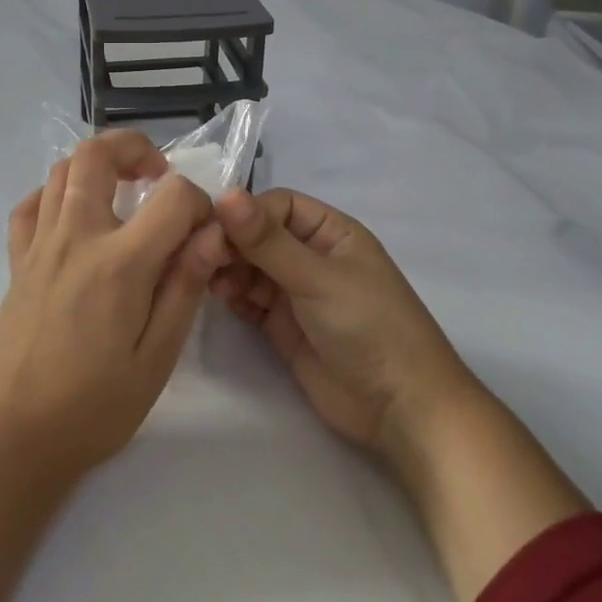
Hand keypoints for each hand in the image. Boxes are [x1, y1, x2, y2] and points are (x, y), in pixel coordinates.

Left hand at [0, 131, 230, 480]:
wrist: (12, 438)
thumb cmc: (93, 407)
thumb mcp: (156, 358)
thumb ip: (185, 287)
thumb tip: (212, 233)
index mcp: (120, 263)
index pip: (173, 196)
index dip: (199, 204)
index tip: (204, 235)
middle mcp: (76, 237)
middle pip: (98, 154)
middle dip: (136, 147)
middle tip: (157, 176)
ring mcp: (40, 245)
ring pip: (61, 169)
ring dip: (97, 165)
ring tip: (122, 192)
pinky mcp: (17, 262)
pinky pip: (29, 205)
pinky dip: (54, 193)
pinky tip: (73, 215)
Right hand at [210, 188, 478, 460]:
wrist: (398, 408)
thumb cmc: (368, 325)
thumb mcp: (317, 278)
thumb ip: (267, 240)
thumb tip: (225, 193)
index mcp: (331, 232)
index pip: (278, 205)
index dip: (246, 213)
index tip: (214, 229)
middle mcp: (312, 256)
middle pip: (260, 235)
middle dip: (232, 243)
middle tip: (203, 258)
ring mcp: (297, 292)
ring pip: (251, 267)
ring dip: (229, 269)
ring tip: (210, 281)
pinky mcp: (283, 326)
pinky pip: (250, 300)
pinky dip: (233, 296)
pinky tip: (220, 298)